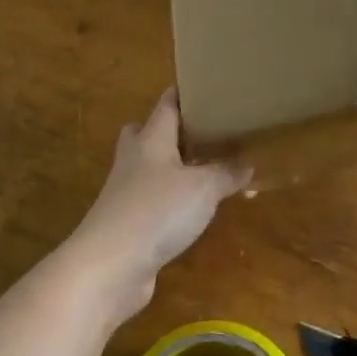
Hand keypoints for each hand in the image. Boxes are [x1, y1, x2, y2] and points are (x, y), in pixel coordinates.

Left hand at [65, 89, 250, 321]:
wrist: (109, 266)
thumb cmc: (156, 211)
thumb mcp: (204, 188)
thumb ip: (227, 173)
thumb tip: (248, 164)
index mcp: (151, 139)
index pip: (166, 105)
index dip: (183, 95)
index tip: (205, 88)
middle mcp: (135, 160)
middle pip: (146, 133)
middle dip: (170, 130)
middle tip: (201, 132)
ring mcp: (127, 193)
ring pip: (149, 169)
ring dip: (172, 168)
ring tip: (204, 170)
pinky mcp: (127, 224)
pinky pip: (152, 201)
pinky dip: (170, 201)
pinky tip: (192, 211)